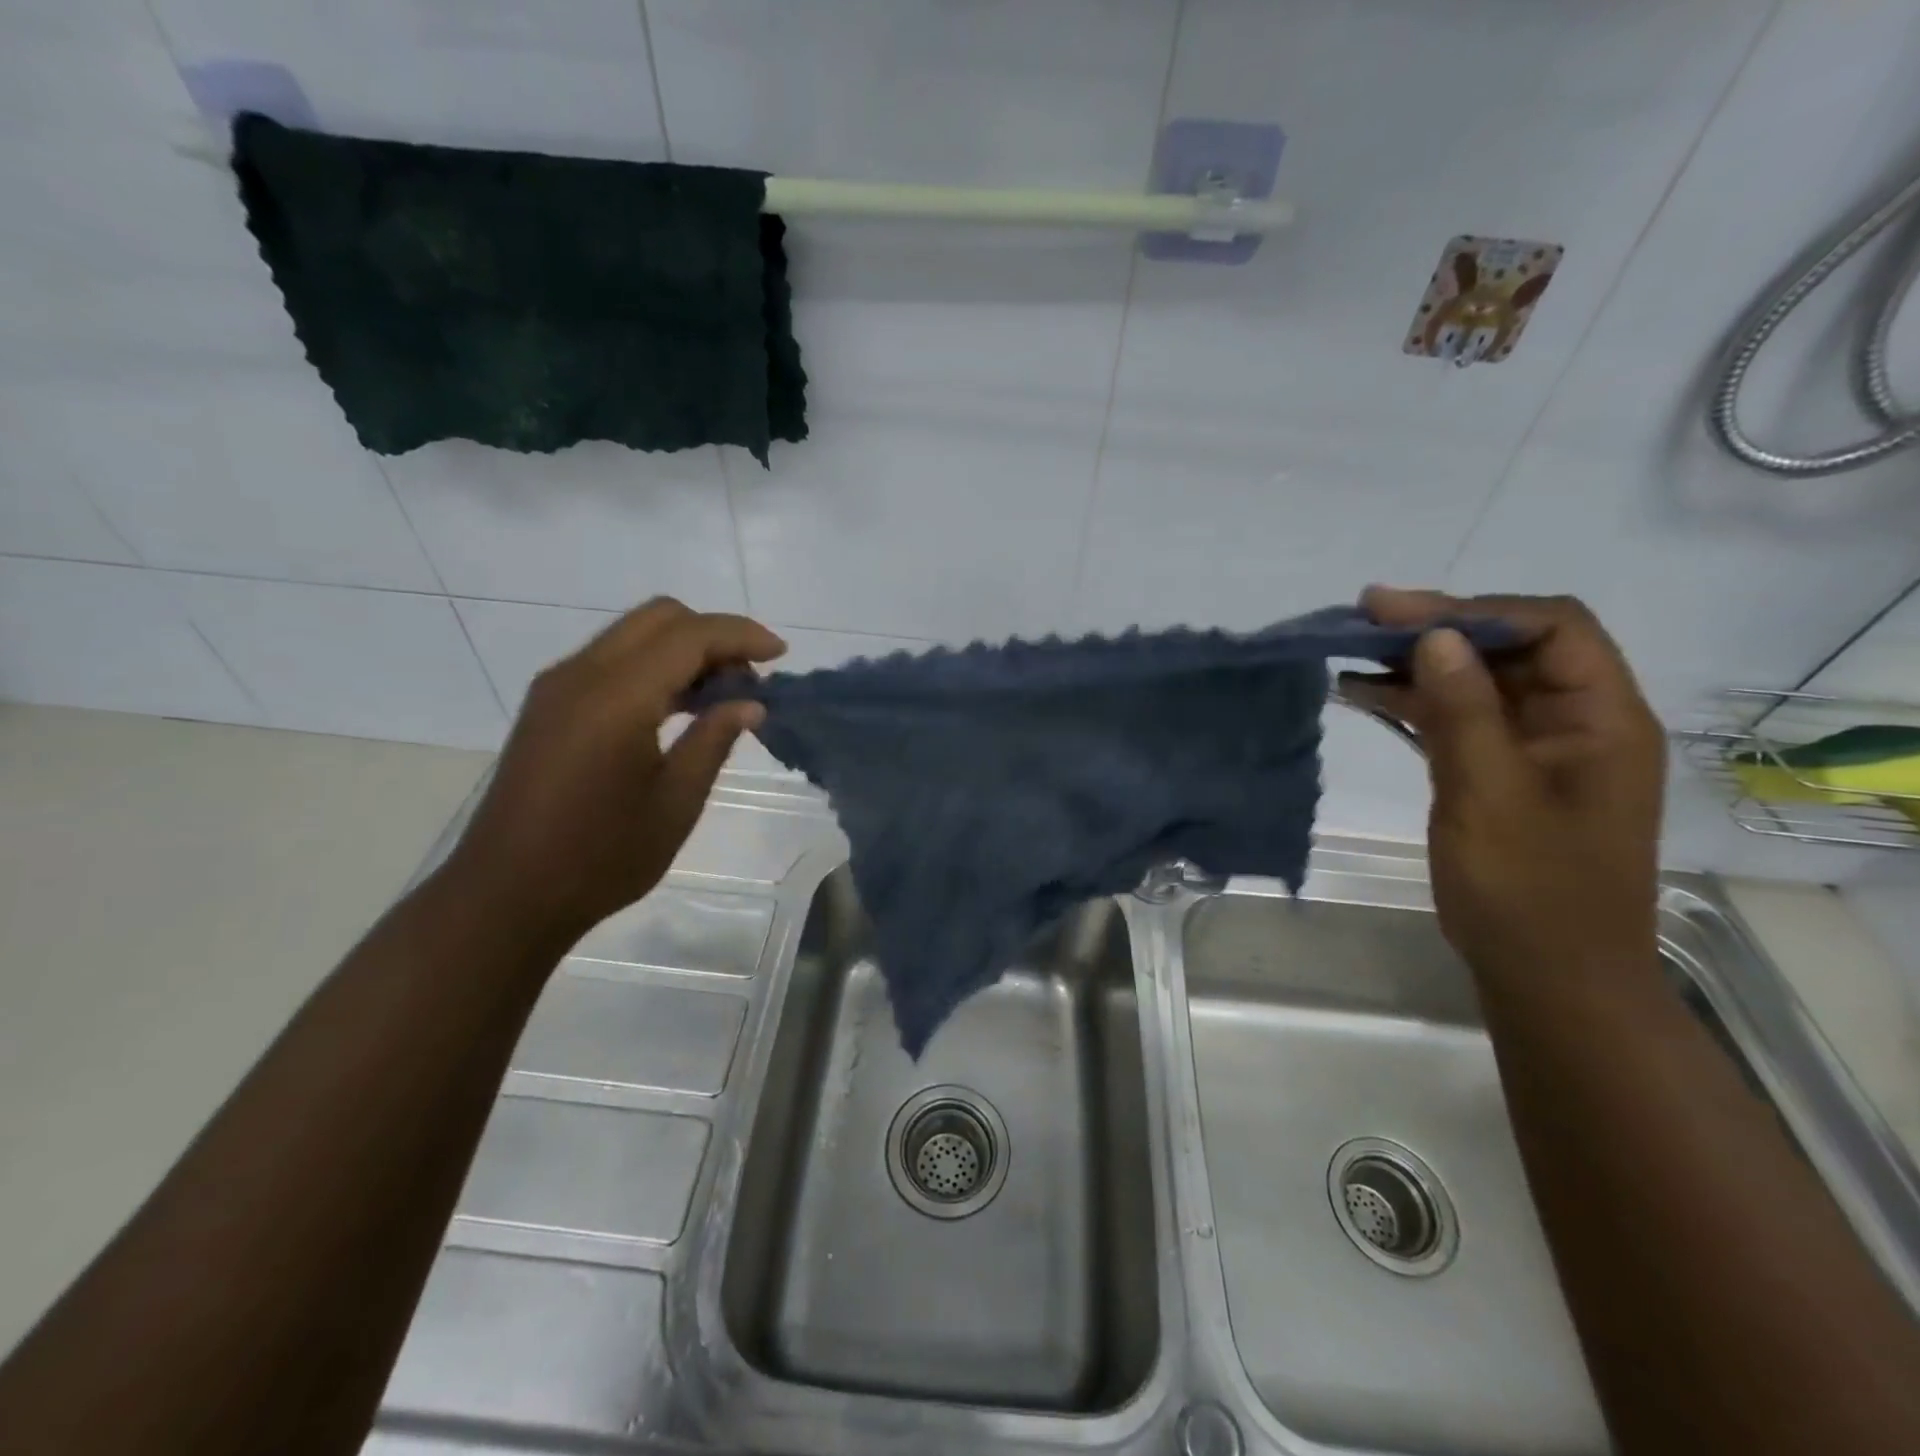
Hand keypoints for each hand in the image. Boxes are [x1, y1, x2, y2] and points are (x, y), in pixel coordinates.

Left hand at [442, 598, 785, 946]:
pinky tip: (677, 708)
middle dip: (714, 635)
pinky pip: (612, 659)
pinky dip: (654, 666)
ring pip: (634, 633)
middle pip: (660, 617)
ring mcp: (558, 686)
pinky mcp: (549, 705)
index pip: (690, 635)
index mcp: (616, 698)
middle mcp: (581, 674)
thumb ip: (714, 740)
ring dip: (684, 649)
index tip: (781, 655)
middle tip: (748, 680)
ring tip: (721, 696)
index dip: (741, 636)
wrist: (506, 895)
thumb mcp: (675, 803)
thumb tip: (750, 703)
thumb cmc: (601, 857)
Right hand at [1340, 588, 1665, 983]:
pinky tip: (1361, 695)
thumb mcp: (1490, 796)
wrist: (1546, 977)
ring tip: (1349, 652)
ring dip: (1416, 665)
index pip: (1552, 628)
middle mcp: (1574, 722)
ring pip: (1476, 683)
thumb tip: (1436, 637)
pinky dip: (1411, 703)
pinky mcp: (1498, 773)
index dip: (1475, 609)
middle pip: (1508, 649)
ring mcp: (1534, 749)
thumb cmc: (1529, 892)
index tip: (1396, 612)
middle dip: (1436, 630)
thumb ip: (1464, 713)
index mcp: (1601, 719)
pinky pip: (1456, 720)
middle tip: (1360, 621)